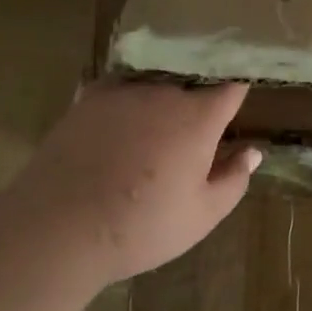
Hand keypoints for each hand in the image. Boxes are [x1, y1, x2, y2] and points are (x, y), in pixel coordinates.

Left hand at [10, 80, 261, 283]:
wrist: (58, 227)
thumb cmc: (141, 227)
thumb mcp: (201, 215)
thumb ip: (233, 179)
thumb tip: (252, 152)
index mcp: (199, 117)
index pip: (231, 86)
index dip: (238, 90)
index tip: (239, 101)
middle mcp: (164, 92)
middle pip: (192, 83)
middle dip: (200, 100)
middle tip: (195, 131)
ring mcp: (123, 90)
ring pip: (156, 83)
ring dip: (162, 99)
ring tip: (155, 129)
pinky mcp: (89, 98)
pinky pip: (121, 88)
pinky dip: (129, 100)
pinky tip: (121, 123)